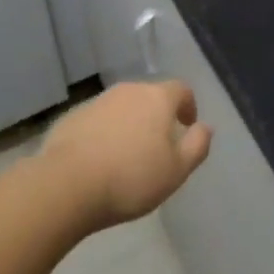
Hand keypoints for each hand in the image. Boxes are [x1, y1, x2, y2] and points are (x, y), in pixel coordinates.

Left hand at [41, 81, 212, 229]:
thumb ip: (197, 146)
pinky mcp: (73, 116)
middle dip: (157, 116)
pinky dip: (105, 133)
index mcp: (156, 98)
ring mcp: (98, 101)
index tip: (187, 126)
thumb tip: (206, 127)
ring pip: (122, 107)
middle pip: (150, 96)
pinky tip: (100, 161)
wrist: (67, 184)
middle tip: (158, 146)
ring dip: (130, 124)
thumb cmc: (131, 178)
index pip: (181, 89)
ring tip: (128, 156)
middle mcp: (128, 90)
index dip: (188, 105)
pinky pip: (98, 120)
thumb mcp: (176, 171)